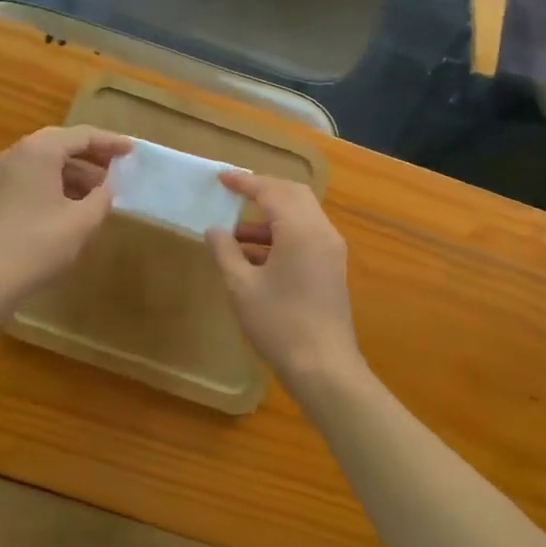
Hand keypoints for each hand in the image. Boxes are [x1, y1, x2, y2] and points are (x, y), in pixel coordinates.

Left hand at [0, 127, 129, 303]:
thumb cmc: (38, 244)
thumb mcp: (82, 221)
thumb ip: (102, 197)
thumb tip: (108, 187)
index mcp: (39, 151)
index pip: (82, 135)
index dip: (111, 142)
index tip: (133, 151)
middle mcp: (18, 153)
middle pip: (63, 143)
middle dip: (93, 154)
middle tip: (119, 165)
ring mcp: (3, 173)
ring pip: (47, 161)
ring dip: (76, 171)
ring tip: (102, 190)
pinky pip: (34, 176)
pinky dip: (58, 183)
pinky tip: (75, 204)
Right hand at [206, 171, 365, 393]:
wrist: (324, 368)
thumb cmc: (279, 324)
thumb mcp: (242, 287)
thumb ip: (225, 252)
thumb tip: (214, 230)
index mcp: (301, 229)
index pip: (271, 191)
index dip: (245, 182)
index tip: (221, 178)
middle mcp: (322, 232)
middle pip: (293, 196)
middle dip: (262, 192)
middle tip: (233, 196)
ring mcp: (331, 251)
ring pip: (300, 217)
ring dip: (269, 219)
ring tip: (234, 236)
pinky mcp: (331, 268)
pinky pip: (306, 237)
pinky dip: (281, 237)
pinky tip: (253, 258)